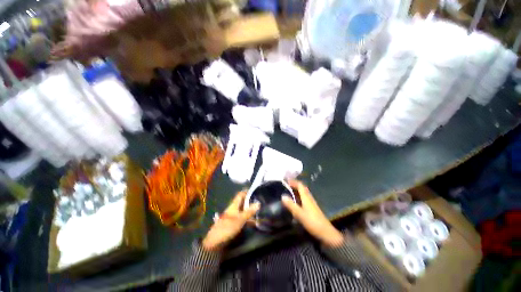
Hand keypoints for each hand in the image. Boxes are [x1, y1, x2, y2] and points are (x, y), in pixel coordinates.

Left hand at [202, 191, 259, 250]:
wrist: (214, 241)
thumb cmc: (228, 227)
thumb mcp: (240, 219)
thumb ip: (249, 211)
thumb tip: (258, 203)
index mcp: (234, 205)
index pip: (240, 195)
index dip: (246, 192)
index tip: (254, 191)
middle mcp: (233, 209)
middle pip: (242, 202)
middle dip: (250, 202)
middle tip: (259, 202)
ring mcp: (232, 216)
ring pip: (242, 210)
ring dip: (249, 211)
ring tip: (258, 212)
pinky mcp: (232, 223)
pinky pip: (241, 218)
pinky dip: (247, 218)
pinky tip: (253, 222)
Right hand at [282, 180, 343, 247]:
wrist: (326, 232)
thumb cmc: (312, 222)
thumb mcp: (299, 214)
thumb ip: (291, 205)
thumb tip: (282, 196)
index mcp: (306, 197)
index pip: (300, 185)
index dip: (294, 182)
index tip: (286, 180)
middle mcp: (309, 198)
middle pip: (302, 188)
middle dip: (295, 185)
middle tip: (287, 185)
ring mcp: (312, 203)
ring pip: (304, 193)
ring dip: (297, 190)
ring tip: (289, 191)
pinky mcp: (312, 208)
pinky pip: (304, 198)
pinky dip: (299, 196)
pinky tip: (296, 201)